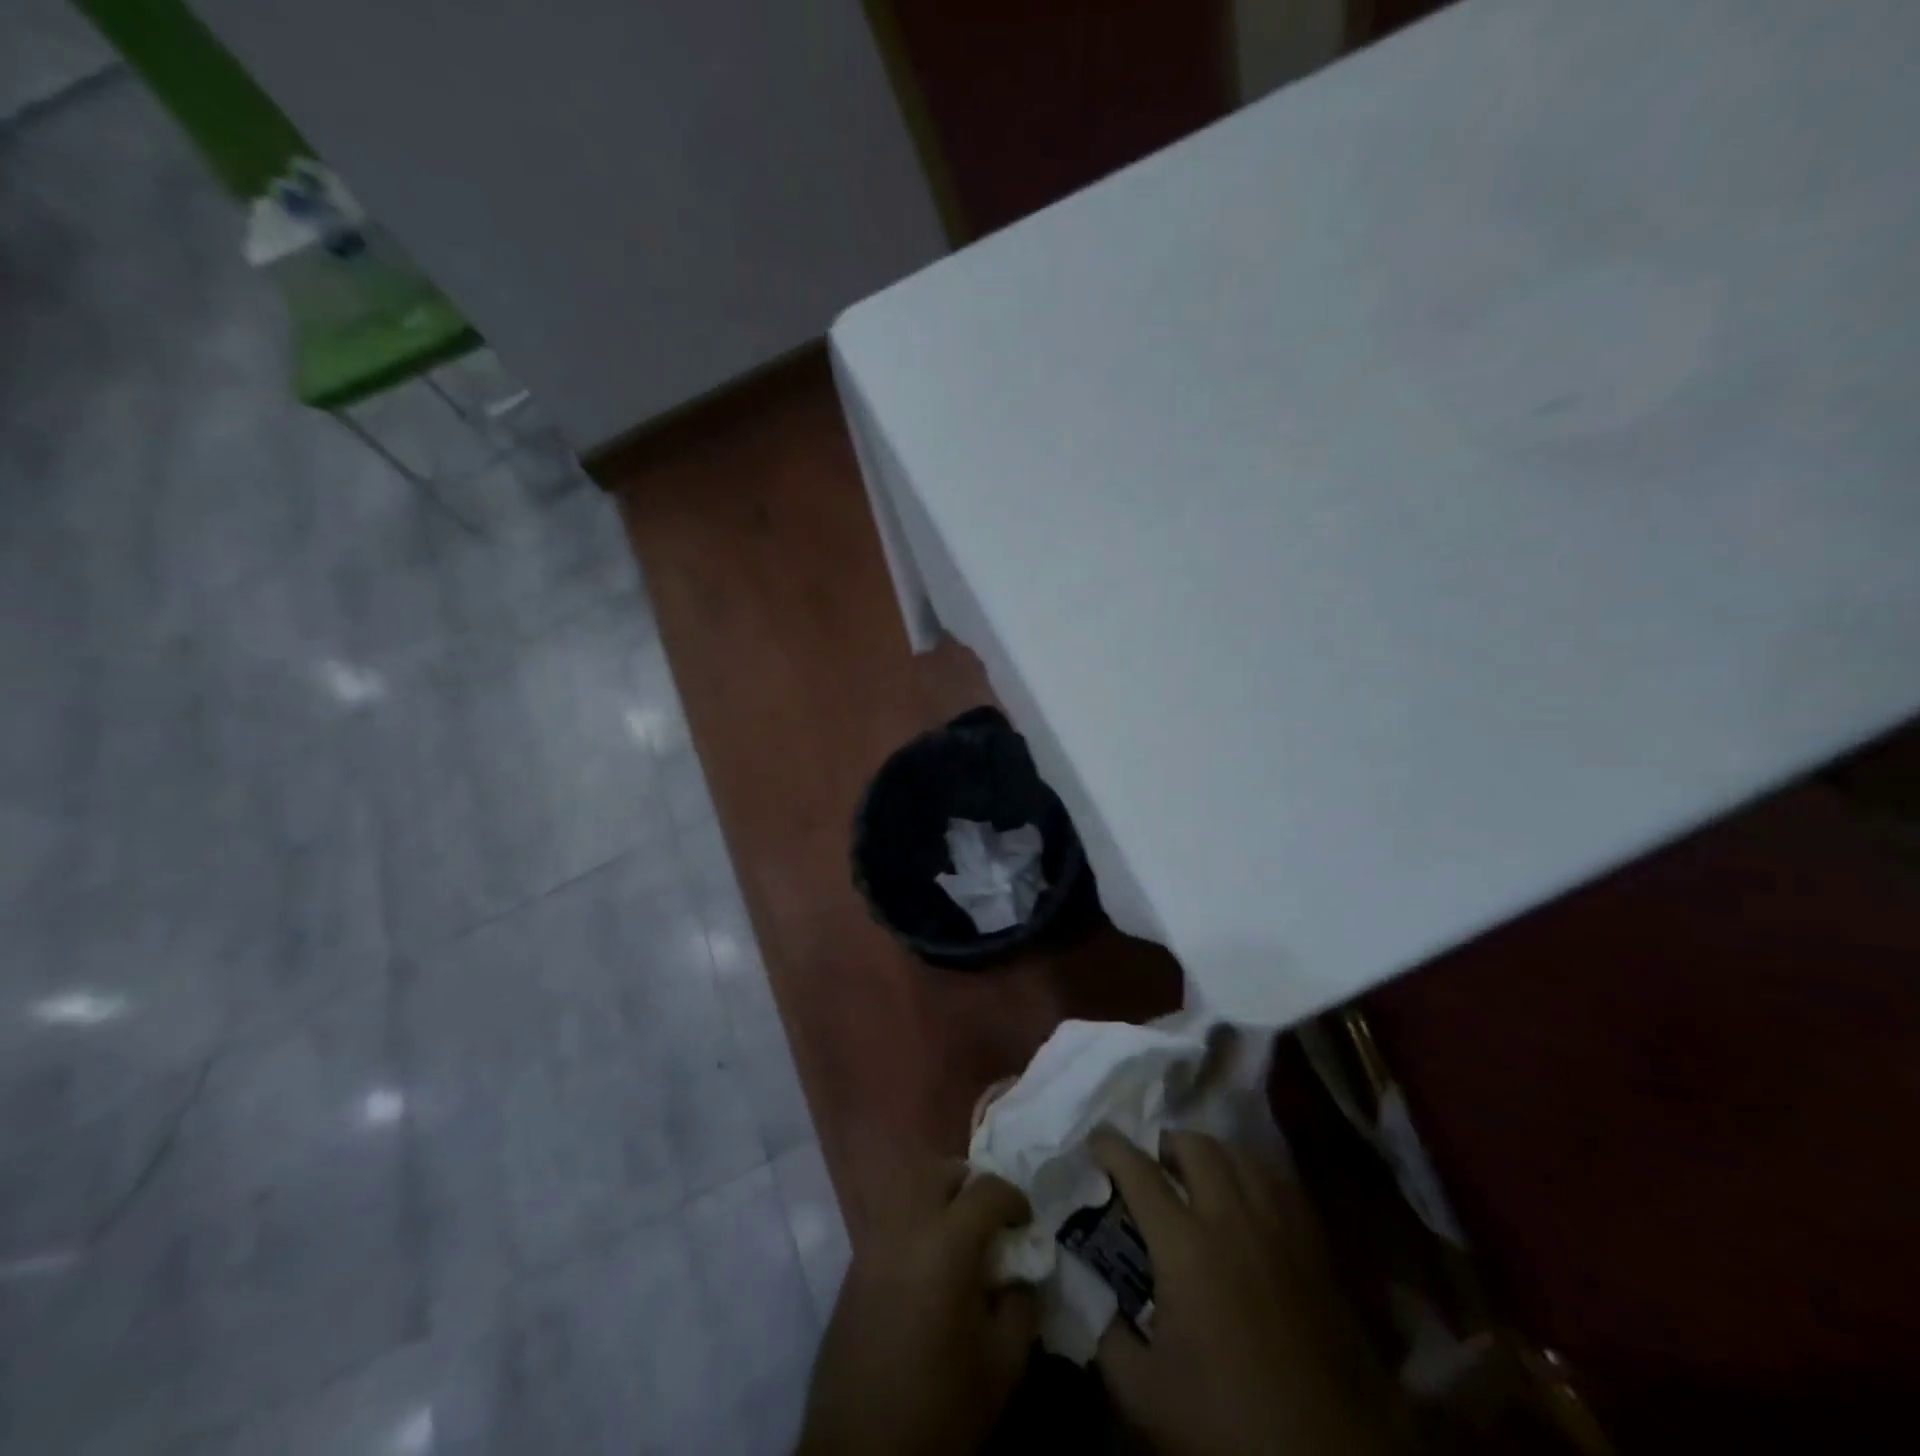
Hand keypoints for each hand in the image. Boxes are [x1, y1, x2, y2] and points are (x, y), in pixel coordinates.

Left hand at [798, 1163, 1036, 1455]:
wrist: (859, 1454)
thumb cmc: (938, 1409)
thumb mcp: (1001, 1368)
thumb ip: (1021, 1307)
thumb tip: (1023, 1275)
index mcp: (945, 1243)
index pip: (987, 1189)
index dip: (1014, 1199)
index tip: (1025, 1224)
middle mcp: (905, 1226)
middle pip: (940, 1171)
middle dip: (970, 1183)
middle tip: (988, 1218)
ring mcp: (873, 1241)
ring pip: (909, 1187)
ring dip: (938, 1196)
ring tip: (958, 1236)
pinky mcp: (853, 1264)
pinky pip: (890, 1218)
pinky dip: (914, 1221)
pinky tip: (926, 1263)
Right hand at [1091, 1128, 1404, 1455]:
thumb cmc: (1230, 1426)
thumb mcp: (1145, 1394)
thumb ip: (1107, 1336)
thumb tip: (1092, 1295)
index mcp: (1185, 1247)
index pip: (1139, 1173)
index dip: (1112, 1148)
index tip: (1096, 1140)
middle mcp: (1232, 1220)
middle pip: (1198, 1147)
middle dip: (1168, 1144)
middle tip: (1154, 1164)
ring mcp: (1280, 1231)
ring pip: (1244, 1156)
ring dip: (1214, 1154)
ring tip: (1201, 1176)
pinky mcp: (1316, 1251)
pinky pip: (1282, 1186)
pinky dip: (1256, 1177)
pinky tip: (1249, 1201)